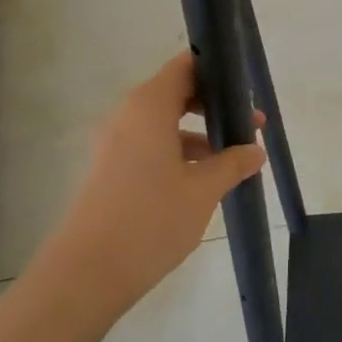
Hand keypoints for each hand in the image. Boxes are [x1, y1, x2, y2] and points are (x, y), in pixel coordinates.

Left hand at [46, 51, 265, 316]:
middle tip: (249, 125)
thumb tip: (255, 151)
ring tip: (233, 158)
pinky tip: (202, 181)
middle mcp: (127, 115)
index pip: (185, 67)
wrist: (86, 274)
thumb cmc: (150, 220)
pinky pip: (149, 145)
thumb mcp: (203, 190)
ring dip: (198, 133)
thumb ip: (232, 164)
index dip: (216, 71)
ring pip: (163, 122)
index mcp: (149, 107)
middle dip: (214, 106)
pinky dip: (177, 152)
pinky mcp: (108, 170)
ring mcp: (113, 143)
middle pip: (176, 93)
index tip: (245, 89)